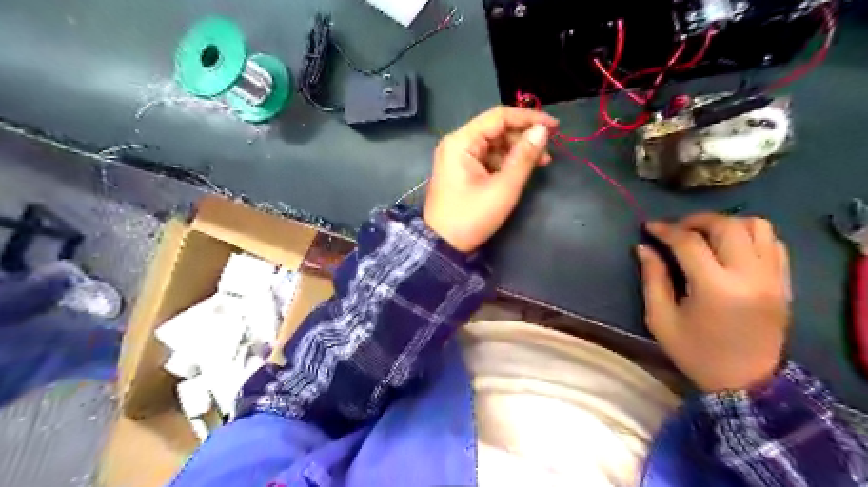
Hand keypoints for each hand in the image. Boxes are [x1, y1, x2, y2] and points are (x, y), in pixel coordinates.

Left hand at [425, 104, 559, 250]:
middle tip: (548, 152)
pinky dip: (505, 162)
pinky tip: (521, 171)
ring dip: (517, 151)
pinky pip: (487, 158)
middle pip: (496, 130)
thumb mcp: (503, 188)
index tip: (554, 126)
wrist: (443, 245)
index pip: (499, 117)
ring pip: (493, 144)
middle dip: (524, 138)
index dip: (529, 118)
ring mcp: (457, 158)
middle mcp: (457, 143)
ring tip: (540, 164)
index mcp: (461, 141)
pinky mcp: (461, 171)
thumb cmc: (471, 217)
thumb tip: (542, 131)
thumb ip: (524, 157)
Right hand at [635, 212, 791, 391]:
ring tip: (705, 235)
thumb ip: (652, 279)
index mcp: (715, 289)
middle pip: (726, 226)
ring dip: (726, 223)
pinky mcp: (784, 283)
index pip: (689, 242)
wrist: (745, 383)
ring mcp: (773, 278)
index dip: (666, 230)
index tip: (649, 227)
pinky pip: (773, 242)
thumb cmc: (695, 352)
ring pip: (757, 226)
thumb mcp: (661, 319)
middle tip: (676, 229)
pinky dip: (750, 235)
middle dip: (696, 220)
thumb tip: (644, 247)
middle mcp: (750, 276)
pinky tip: (729, 248)